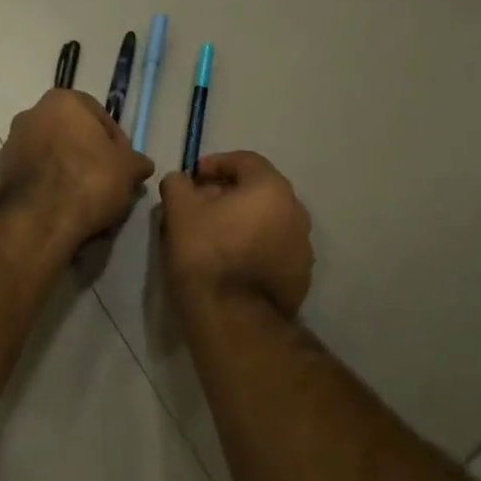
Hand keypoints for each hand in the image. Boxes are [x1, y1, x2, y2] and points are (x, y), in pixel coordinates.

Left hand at [0, 89, 154, 247]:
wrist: (38, 221)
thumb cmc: (88, 180)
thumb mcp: (128, 170)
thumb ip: (136, 162)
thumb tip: (141, 165)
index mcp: (63, 101)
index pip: (100, 117)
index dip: (117, 143)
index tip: (125, 166)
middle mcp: (32, 113)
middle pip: (73, 134)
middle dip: (90, 156)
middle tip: (108, 182)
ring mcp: (12, 143)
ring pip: (53, 155)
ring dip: (69, 172)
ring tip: (88, 200)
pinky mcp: (1, 173)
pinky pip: (36, 175)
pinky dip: (50, 187)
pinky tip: (65, 208)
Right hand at [158, 152, 313, 315]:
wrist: (234, 319)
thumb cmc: (206, 254)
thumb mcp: (180, 210)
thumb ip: (178, 184)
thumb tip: (181, 181)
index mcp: (271, 188)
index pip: (245, 160)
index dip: (215, 164)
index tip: (193, 178)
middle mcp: (296, 211)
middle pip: (258, 191)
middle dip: (228, 194)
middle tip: (200, 206)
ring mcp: (303, 246)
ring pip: (268, 221)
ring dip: (243, 221)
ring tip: (213, 236)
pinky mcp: (301, 277)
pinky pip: (274, 249)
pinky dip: (254, 247)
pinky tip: (231, 263)